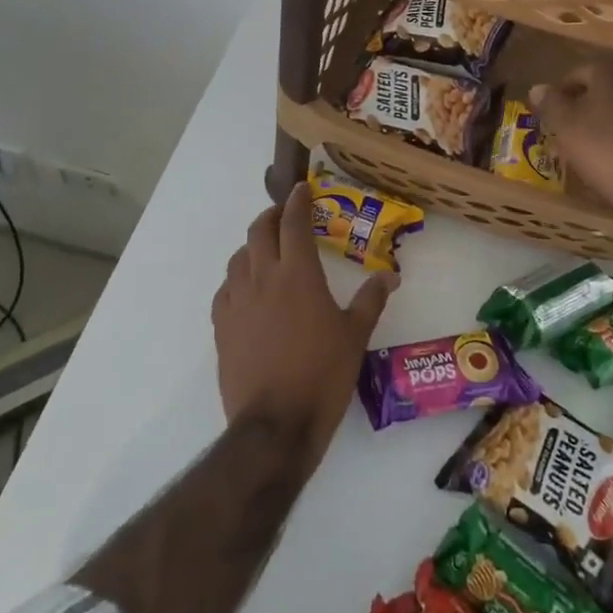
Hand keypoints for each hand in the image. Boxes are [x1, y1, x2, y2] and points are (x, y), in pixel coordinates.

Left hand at [212, 183, 395, 458]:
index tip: (302, 189)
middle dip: (272, 216)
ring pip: (238, 257)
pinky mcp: (221, 326)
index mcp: (298, 274)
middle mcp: (263, 278)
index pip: (294, 223)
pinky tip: (247, 289)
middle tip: (284, 215)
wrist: (274, 424)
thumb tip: (390, 276)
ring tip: (266, 250)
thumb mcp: (355, 335)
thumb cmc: (322, 374)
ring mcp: (237, 301)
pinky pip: (226, 288)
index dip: (298, 201)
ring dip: (252, 245)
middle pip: (260, 231)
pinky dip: (237, 277)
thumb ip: (371, 300)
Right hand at [530, 59, 612, 223]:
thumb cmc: (607, 149)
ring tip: (594, 152)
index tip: (552, 119)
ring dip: (609, 124)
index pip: (577, 74)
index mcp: (612, 71)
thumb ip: (550, 103)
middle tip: (570, 135)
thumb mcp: (567, 127)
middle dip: (585, 109)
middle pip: (604, 90)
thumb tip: (537, 88)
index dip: (560, 96)